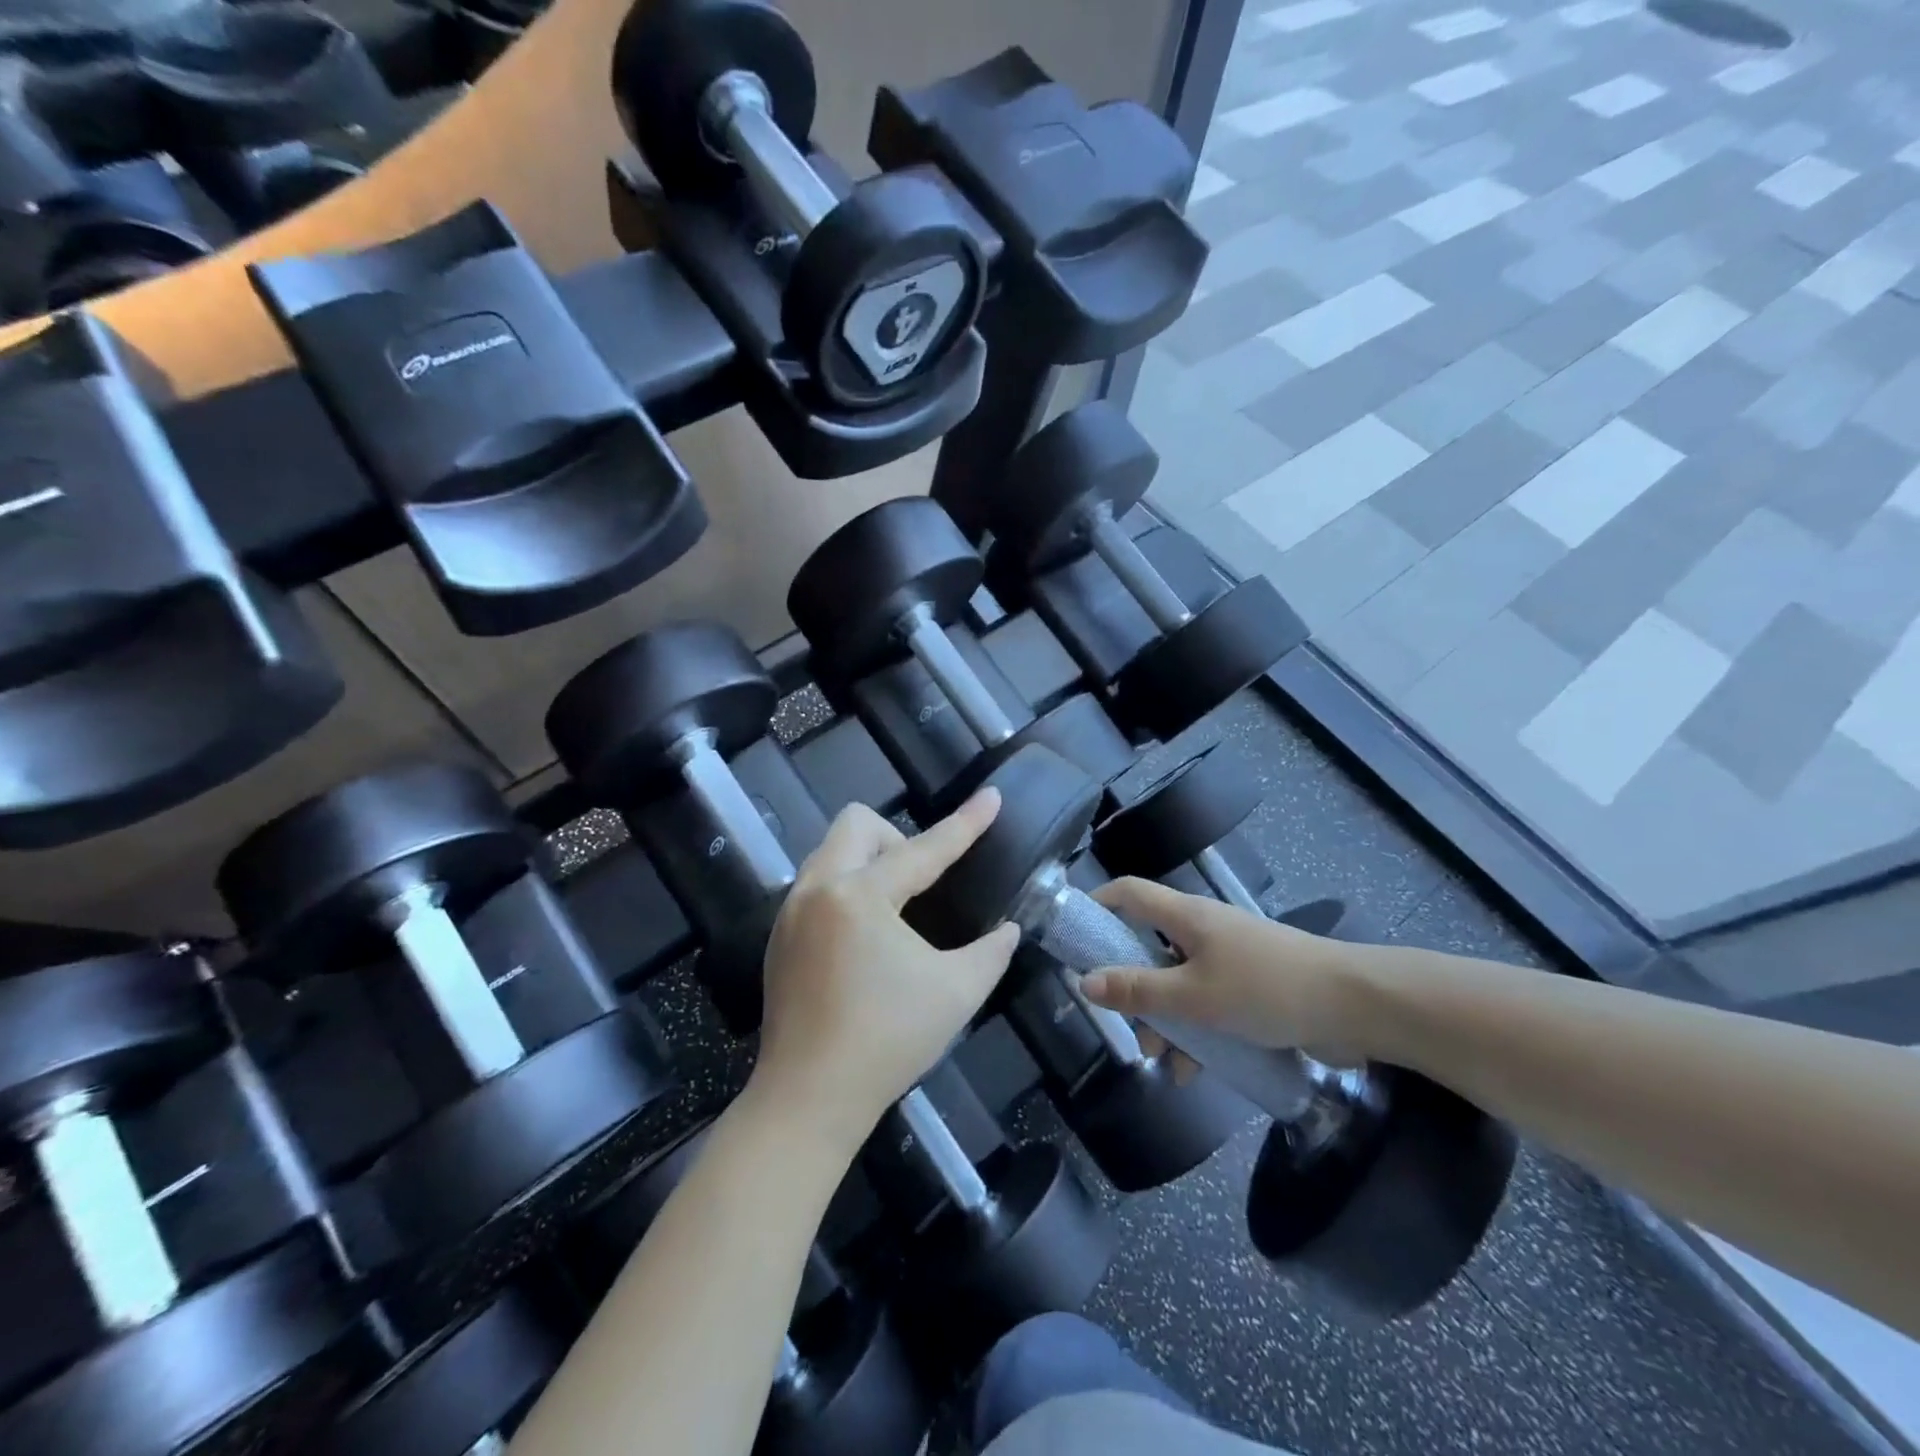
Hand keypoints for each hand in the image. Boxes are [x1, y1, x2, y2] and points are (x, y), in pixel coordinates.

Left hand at [752, 790, 1020, 1146]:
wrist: (809, 1098)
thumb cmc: (888, 1041)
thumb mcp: (957, 993)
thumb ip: (990, 951)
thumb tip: (1007, 930)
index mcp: (860, 896)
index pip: (924, 849)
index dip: (965, 823)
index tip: (991, 796)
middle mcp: (818, 888)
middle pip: (857, 823)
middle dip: (897, 839)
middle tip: (921, 884)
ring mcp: (791, 911)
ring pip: (832, 851)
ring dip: (869, 862)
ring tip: (896, 910)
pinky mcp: (779, 936)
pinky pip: (817, 883)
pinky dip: (847, 890)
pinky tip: (865, 938)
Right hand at [1081, 878, 1368, 1059]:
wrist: (1355, 1006)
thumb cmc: (1265, 988)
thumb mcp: (1194, 997)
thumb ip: (1138, 991)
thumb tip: (1085, 982)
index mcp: (1185, 916)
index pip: (1128, 892)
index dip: (1096, 904)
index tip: (1073, 937)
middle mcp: (1203, 929)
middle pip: (1149, 945)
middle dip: (1131, 985)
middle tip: (1121, 1020)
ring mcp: (1229, 957)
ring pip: (1179, 981)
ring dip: (1165, 1017)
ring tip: (1160, 1060)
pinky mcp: (1252, 984)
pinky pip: (1209, 1002)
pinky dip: (1197, 1030)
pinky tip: (1195, 1071)